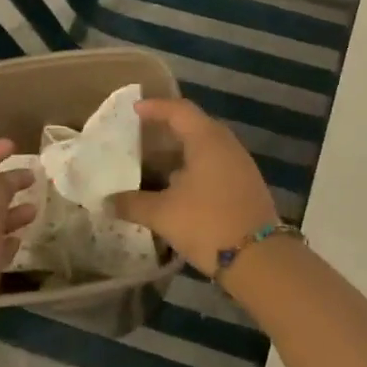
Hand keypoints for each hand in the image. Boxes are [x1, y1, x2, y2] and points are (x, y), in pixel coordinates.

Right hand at [109, 98, 278, 275]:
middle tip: (141, 136)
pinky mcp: (245, 186)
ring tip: (154, 164)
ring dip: (180, 153)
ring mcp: (240, 165)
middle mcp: (227, 145)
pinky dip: (194, 169)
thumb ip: (133, 203)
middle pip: (194, 126)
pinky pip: (215, 165)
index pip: (179, 110)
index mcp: (207, 139)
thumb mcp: (164, 214)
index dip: (155, 107)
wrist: (260, 258)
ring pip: (205, 148)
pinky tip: (178, 188)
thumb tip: (107, 202)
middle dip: (167, 129)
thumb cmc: (208, 223)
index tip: (134, 110)